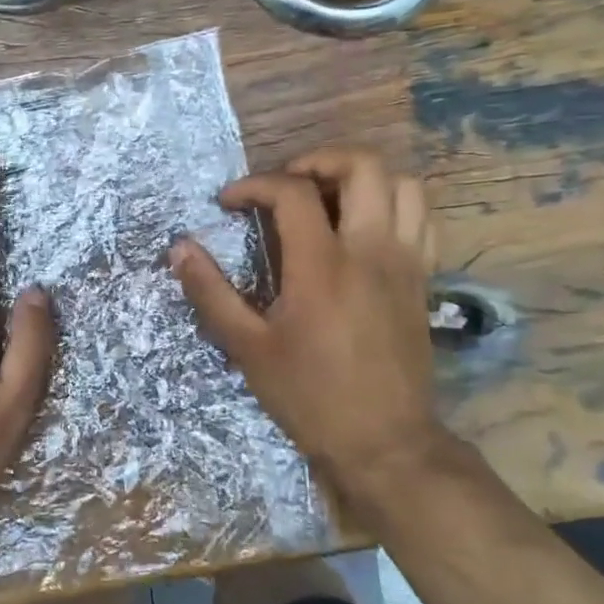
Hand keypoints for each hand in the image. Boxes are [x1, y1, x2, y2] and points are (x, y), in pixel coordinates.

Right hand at [170, 146, 442, 500]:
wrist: (385, 443)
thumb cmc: (309, 396)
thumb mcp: (246, 348)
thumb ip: (210, 292)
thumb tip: (179, 247)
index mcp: (323, 266)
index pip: (292, 191)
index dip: (254, 185)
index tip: (228, 204)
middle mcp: (370, 250)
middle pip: (361, 166)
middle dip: (317, 159)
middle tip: (284, 184)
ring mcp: (405, 262)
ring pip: (402, 184)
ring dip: (361, 177)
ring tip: (326, 197)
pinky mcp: (424, 279)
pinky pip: (422, 218)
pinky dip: (393, 204)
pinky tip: (364, 226)